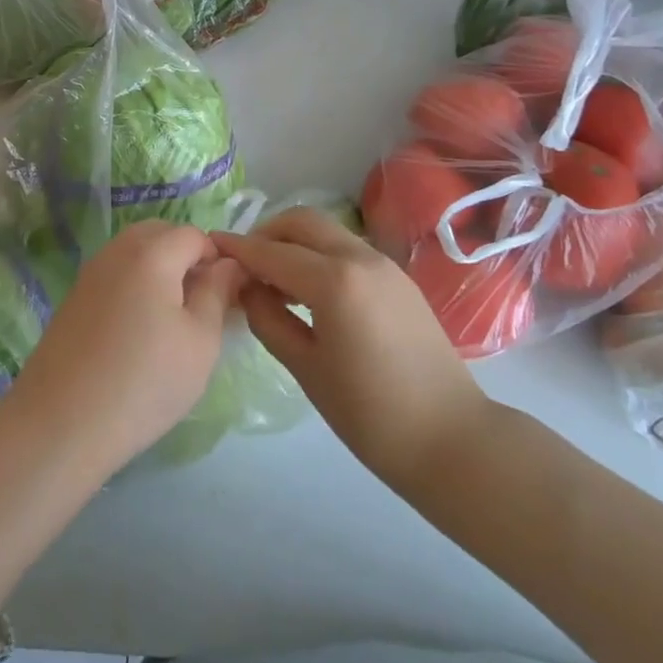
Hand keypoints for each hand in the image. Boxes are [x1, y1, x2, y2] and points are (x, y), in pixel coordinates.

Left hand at [6, 221, 241, 477]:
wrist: (62, 422)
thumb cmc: (144, 382)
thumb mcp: (200, 341)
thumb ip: (217, 293)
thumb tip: (228, 264)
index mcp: (151, 253)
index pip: (194, 235)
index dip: (216, 259)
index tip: (226, 297)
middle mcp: (117, 251)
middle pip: (160, 234)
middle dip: (186, 257)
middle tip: (201, 305)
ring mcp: (90, 272)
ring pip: (134, 252)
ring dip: (159, 270)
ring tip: (172, 320)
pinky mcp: (74, 296)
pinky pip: (114, 273)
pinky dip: (134, 285)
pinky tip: (138, 330)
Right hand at [215, 209, 496, 494]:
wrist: (453, 440)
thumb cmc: (371, 414)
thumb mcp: (307, 369)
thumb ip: (269, 319)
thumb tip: (246, 288)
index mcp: (334, 281)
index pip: (272, 252)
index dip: (238, 248)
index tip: (209, 245)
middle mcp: (360, 258)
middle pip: (302, 221)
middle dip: (267, 232)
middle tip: (245, 263)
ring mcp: (384, 265)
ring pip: (327, 231)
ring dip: (294, 241)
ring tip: (273, 277)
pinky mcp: (398, 279)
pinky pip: (347, 249)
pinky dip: (319, 254)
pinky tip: (309, 289)